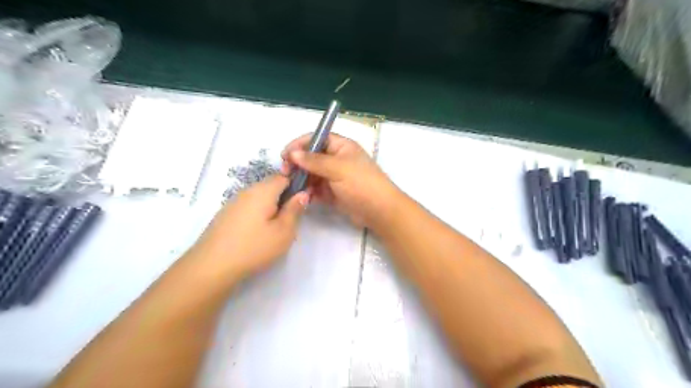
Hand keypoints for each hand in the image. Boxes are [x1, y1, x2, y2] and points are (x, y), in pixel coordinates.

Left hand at [188, 174, 307, 278]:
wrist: (211, 266)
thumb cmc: (254, 247)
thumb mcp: (284, 231)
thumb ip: (295, 209)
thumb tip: (303, 193)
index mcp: (263, 191)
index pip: (284, 176)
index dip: (296, 185)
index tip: (302, 203)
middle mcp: (247, 191)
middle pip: (271, 185)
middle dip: (283, 197)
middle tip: (290, 220)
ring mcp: (233, 202)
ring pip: (259, 197)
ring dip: (270, 206)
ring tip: (274, 228)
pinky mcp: (225, 214)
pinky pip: (248, 206)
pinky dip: (257, 214)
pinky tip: (256, 233)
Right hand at [280, 133, 399, 229]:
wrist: (379, 211)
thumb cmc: (361, 183)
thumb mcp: (337, 168)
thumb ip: (314, 161)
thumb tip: (292, 153)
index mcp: (341, 146)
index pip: (317, 138)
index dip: (300, 144)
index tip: (285, 155)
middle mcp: (337, 159)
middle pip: (312, 157)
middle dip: (298, 164)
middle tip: (285, 173)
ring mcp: (335, 177)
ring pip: (313, 174)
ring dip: (303, 179)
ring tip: (293, 186)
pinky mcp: (333, 193)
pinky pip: (317, 189)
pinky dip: (310, 192)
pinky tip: (304, 196)